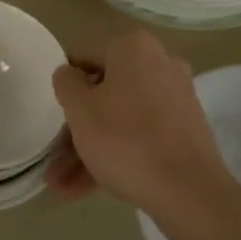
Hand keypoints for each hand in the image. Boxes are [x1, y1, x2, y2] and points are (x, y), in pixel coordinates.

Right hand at [48, 29, 233, 233]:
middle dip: (76, 130)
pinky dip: (115, 156)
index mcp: (134, 48)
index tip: (51, 115)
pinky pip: (140, 136)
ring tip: (61, 187)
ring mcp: (175, 99)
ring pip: (120, 120)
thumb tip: (69, 73)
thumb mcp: (80, 109)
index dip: (64, 88)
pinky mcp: (184, 131)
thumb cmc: (125, 140)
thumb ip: (66, 83)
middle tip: (53, 160)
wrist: (189, 191)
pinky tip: (85, 189)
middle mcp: (159, 65)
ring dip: (89, 150)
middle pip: (104, 94)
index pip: (85, 60)